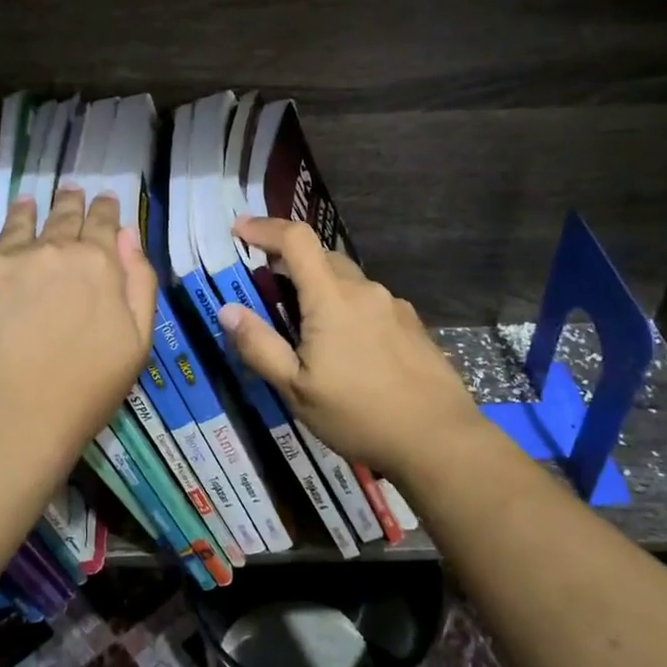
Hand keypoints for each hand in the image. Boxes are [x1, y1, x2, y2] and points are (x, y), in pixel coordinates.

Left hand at [0, 189, 156, 478]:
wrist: (16, 418)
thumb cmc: (89, 386)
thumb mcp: (138, 339)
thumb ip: (139, 281)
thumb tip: (128, 236)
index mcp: (96, 263)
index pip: (103, 223)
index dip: (106, 209)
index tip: (105, 199)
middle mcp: (50, 250)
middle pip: (62, 216)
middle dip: (70, 202)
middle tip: (70, 192)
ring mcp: (5, 263)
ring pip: (19, 225)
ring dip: (28, 211)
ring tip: (28, 201)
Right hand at [218, 218, 484, 486]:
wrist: (439, 439)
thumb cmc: (359, 414)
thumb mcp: (297, 389)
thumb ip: (260, 346)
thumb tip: (227, 310)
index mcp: (332, 298)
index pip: (296, 240)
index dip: (265, 227)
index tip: (239, 228)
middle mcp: (364, 290)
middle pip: (322, 256)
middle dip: (291, 261)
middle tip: (268, 287)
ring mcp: (394, 306)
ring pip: (348, 281)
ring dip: (322, 289)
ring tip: (309, 330)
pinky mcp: (413, 325)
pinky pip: (370, 303)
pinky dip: (348, 309)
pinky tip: (350, 349)